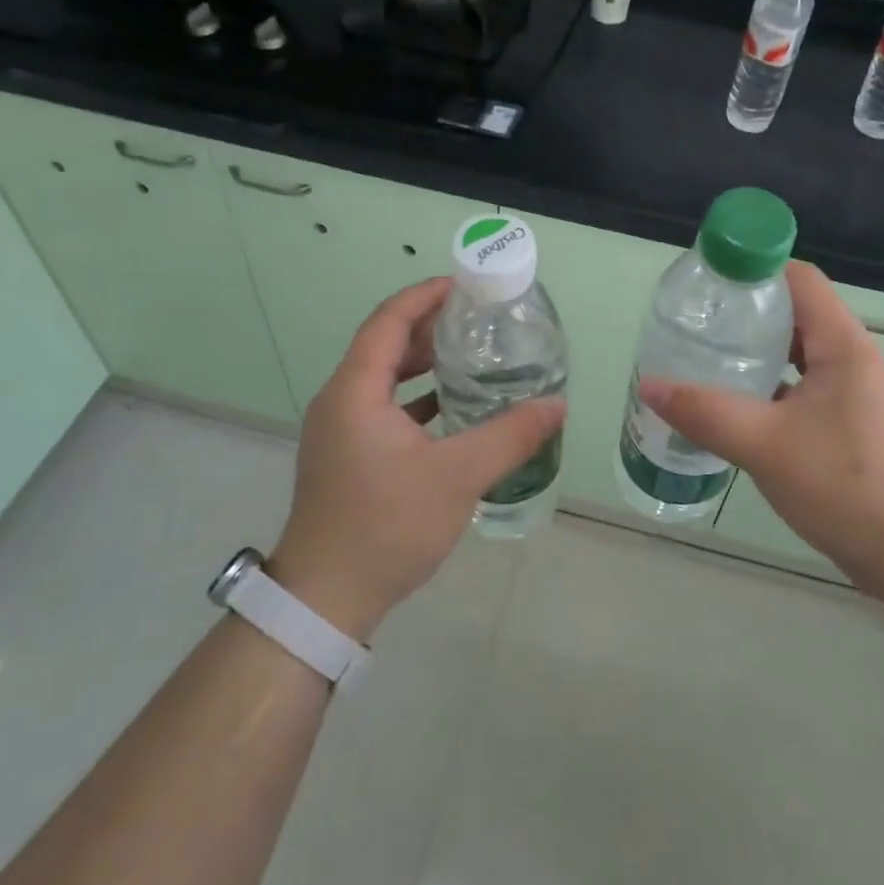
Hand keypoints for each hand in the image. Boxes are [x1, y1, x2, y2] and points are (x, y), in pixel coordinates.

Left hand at [270, 277, 565, 638]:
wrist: (325, 599)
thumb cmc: (386, 525)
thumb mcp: (458, 476)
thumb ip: (510, 436)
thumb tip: (558, 405)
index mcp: (355, 391)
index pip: (389, 320)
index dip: (425, 295)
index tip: (466, 285)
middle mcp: (341, 401)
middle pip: (386, 344)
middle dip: (432, 326)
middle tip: (481, 320)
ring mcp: (340, 430)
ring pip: (385, 378)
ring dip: (425, 363)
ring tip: (473, 357)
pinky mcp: (347, 455)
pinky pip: (384, 407)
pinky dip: (418, 398)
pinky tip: (453, 408)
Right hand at [636, 262, 883, 594]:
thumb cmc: (845, 485)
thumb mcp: (764, 445)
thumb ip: (705, 413)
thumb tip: (648, 385)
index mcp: (842, 345)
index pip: (799, 279)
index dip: (754, 269)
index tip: (708, 281)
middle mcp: (853, 359)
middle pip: (796, 314)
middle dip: (746, 313)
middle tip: (697, 323)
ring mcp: (855, 393)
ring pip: (799, 354)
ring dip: (758, 352)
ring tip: (709, 359)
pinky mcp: (851, 424)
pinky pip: (804, 387)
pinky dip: (771, 385)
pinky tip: (738, 406)